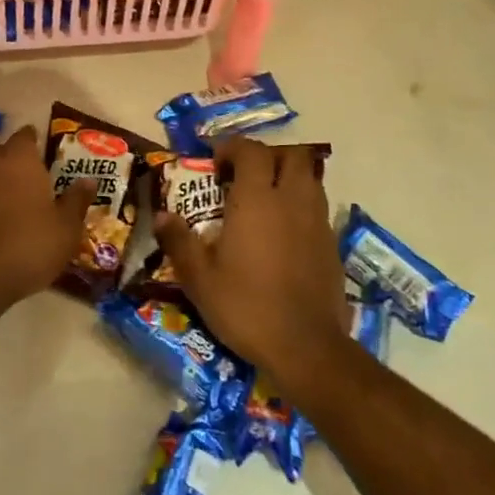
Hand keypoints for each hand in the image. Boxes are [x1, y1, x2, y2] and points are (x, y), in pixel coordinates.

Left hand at [0, 126, 93, 304]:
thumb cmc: (33, 243)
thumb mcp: (67, 226)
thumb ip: (77, 199)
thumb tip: (89, 180)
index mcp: (20, 159)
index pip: (25, 136)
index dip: (33, 140)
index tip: (42, 148)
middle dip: (11, 156)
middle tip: (28, 170)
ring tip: (9, 190)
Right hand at [153, 138, 347, 385]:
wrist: (306, 346)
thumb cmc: (246, 307)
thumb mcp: (200, 279)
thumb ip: (180, 242)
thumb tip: (162, 215)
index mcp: (257, 201)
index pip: (252, 151)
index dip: (233, 148)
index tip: (215, 164)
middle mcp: (292, 201)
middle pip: (291, 155)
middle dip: (268, 156)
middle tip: (245, 175)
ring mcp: (317, 221)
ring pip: (310, 178)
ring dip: (289, 177)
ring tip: (266, 200)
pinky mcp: (332, 244)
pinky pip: (318, 207)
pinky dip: (301, 205)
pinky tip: (284, 232)